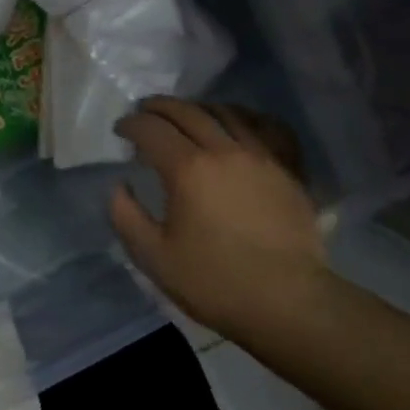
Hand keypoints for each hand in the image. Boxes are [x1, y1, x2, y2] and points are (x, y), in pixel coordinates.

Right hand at [110, 98, 332, 342]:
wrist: (287, 302)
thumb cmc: (213, 281)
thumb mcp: (152, 257)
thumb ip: (126, 216)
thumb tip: (120, 186)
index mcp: (187, 169)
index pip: (152, 129)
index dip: (131, 124)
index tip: (120, 130)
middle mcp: (224, 151)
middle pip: (188, 112)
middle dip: (160, 107)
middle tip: (145, 112)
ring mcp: (262, 157)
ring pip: (228, 113)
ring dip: (199, 108)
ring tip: (186, 116)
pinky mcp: (288, 170)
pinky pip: (269, 128)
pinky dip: (248, 117)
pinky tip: (240, 122)